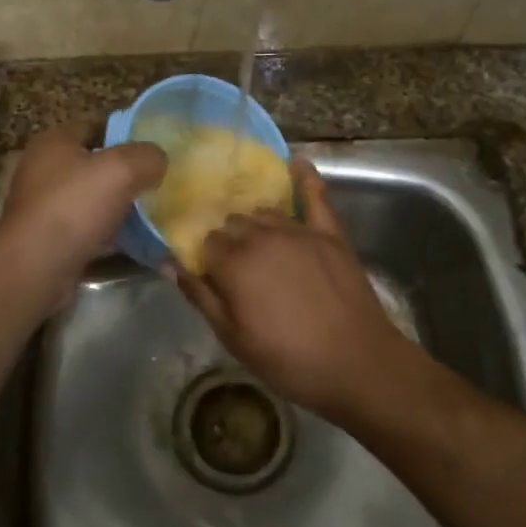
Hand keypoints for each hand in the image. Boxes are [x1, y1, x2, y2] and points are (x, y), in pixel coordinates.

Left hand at [0, 121, 165, 311]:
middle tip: (161, 182)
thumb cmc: (73, 207)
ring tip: (158, 215)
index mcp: (55, 142)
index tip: (157, 148)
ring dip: (124, 209)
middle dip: (129, 175)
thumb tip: (158, 160)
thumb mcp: (121, 169)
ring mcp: (48, 207)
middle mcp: (46, 170)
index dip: (128, 133)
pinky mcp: (53, 240)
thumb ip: (147, 156)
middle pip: (98, 165)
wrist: (35, 269)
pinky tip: (143, 246)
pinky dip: (116, 237)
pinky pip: (93, 232)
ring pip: (97, 201)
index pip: (97, 125)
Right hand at [173, 160, 413, 419]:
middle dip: (228, 240)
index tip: (210, 275)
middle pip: (233, 223)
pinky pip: (316, 196)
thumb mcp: (233, 338)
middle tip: (235, 267)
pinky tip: (297, 162)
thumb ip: (200, 295)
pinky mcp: (330, 233)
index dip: (206, 259)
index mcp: (234, 263)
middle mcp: (262, 236)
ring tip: (258, 243)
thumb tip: (169, 263)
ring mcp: (299, 231)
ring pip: (264, 212)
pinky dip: (306, 177)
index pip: (206, 242)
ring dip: (256, 223)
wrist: (356, 364)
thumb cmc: (288, 359)